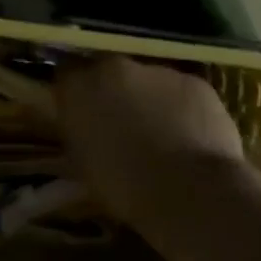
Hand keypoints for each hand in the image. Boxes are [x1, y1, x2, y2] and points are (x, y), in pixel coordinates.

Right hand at [55, 57, 246, 230]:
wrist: (188, 191)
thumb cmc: (124, 187)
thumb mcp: (82, 163)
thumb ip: (79, 132)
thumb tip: (84, 126)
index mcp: (79, 88)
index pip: (66, 73)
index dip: (76, 92)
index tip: (81, 111)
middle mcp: (114, 68)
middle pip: (109, 71)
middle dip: (112, 92)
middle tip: (120, 124)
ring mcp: (157, 71)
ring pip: (147, 81)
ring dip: (148, 100)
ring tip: (160, 135)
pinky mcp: (194, 82)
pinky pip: (180, 91)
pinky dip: (180, 108)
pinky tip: (188, 136)